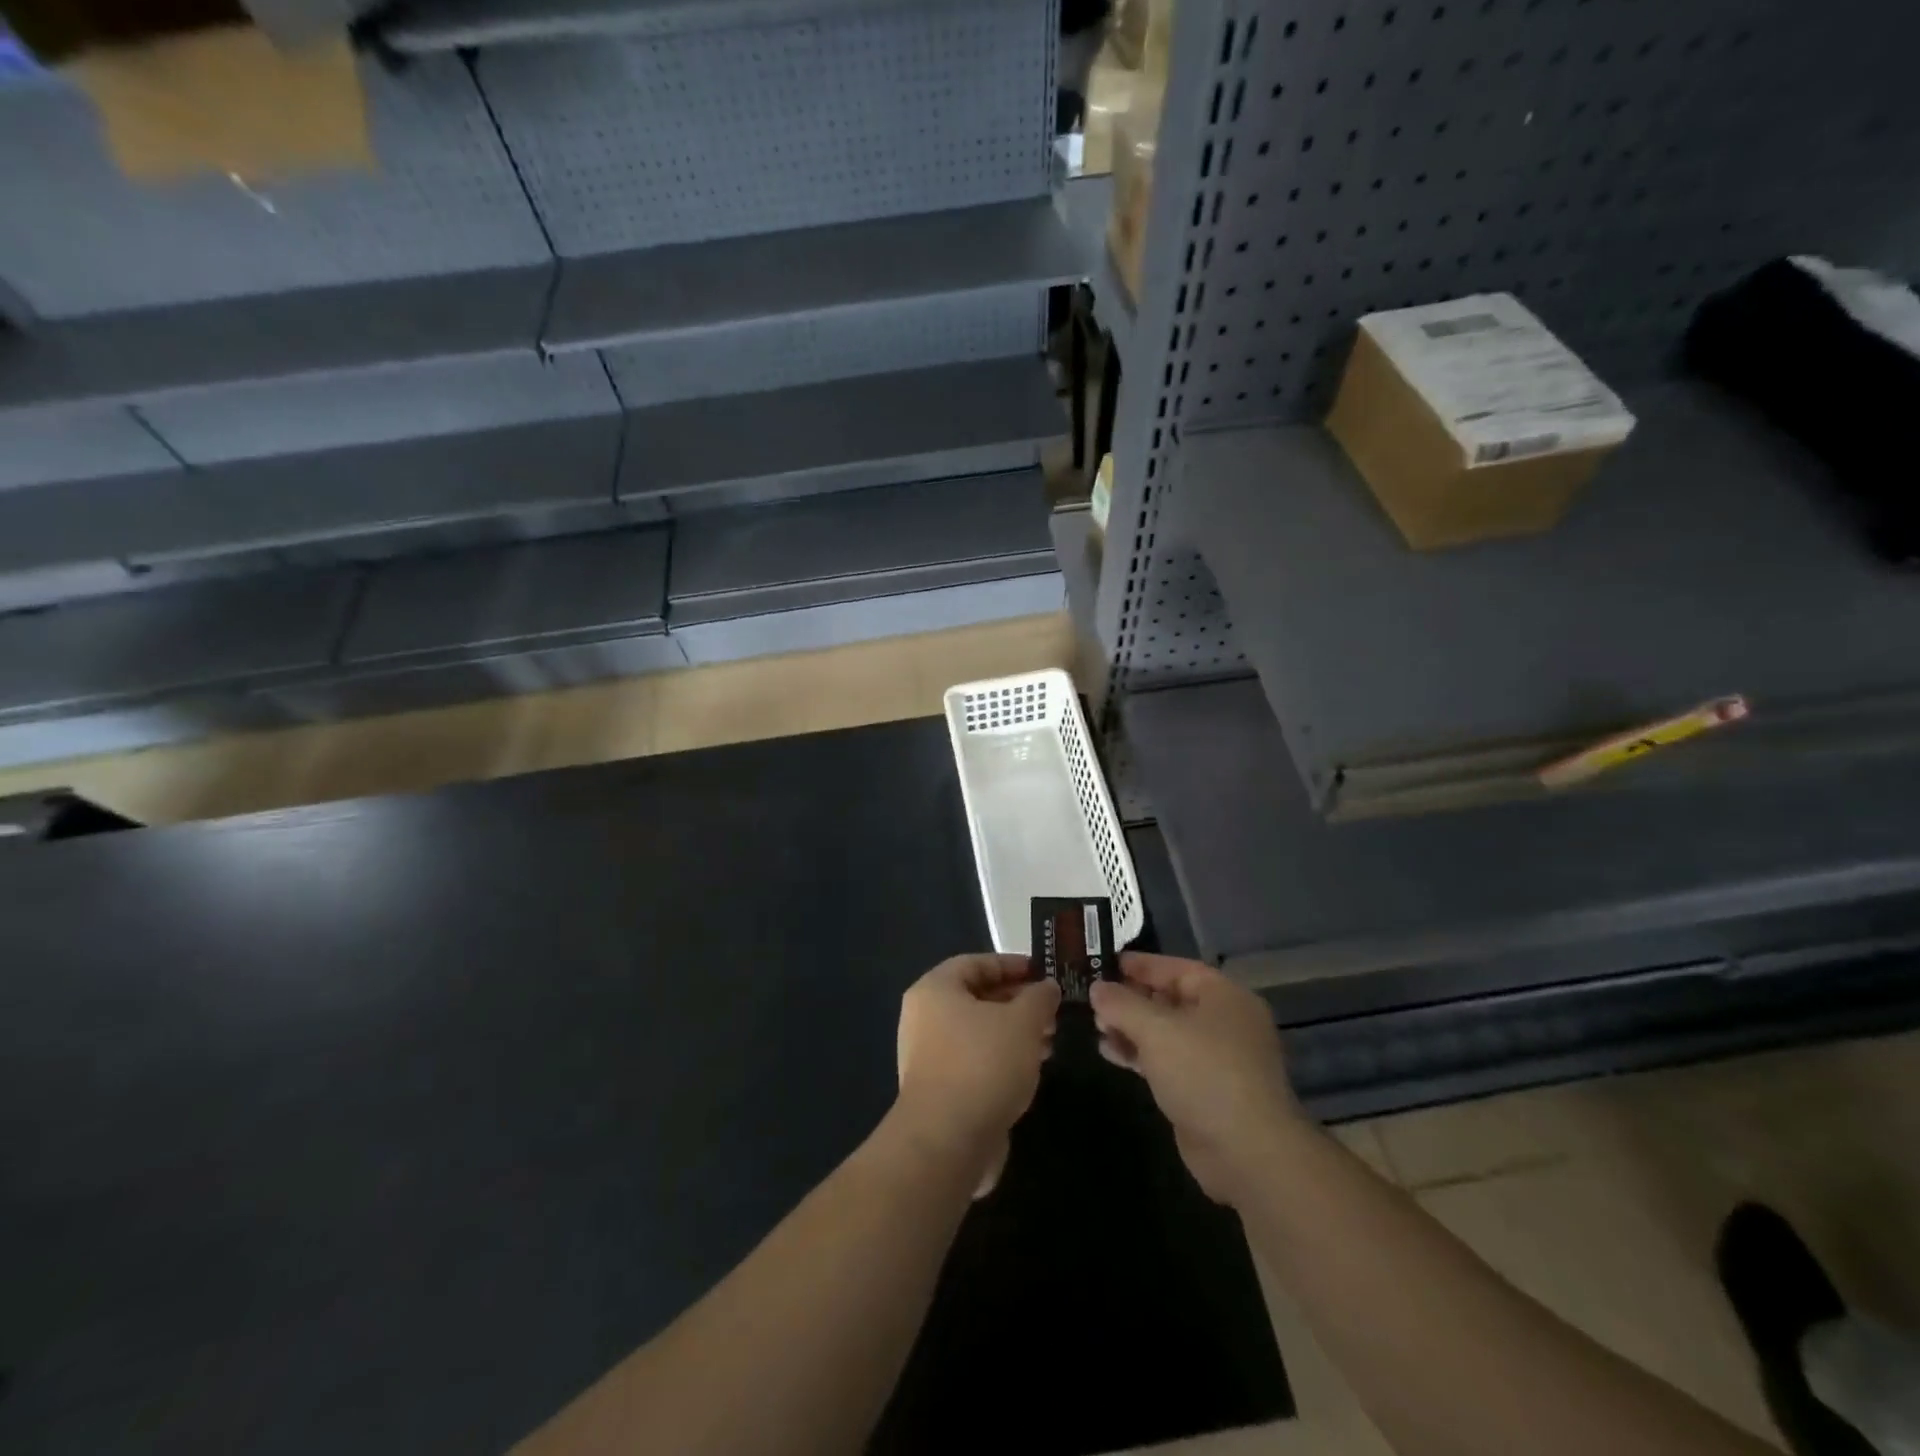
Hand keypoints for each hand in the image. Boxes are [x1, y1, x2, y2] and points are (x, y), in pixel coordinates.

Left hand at [896, 954, 1060, 1196]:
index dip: (1012, 965)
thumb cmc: (983, 1064)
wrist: (947, 1141)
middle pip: (977, 998)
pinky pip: (975, 1061)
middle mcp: (924, 1017)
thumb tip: (1047, 987)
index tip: (1045, 974)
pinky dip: (1002, 1059)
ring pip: (979, 1032)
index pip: (976, 963)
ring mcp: (929, 1056)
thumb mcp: (1022, 1022)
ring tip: (1050, 1041)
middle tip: (1053, 1011)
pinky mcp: (939, 1090)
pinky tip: (1030, 1070)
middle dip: (1018, 1002)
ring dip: (1014, 1033)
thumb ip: (1039, 998)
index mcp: (935, 989)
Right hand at [1089, 952, 1302, 1205]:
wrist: (1247, 1153)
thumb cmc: (1204, 1073)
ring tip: (1097, 1027)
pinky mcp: (1206, 1090)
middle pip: (1170, 999)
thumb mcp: (1156, 1029)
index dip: (1139, 965)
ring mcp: (1217, 1058)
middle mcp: (1224, 1021)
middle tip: (1093, 1000)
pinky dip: (1141, 1055)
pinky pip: (1168, 1061)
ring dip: (1132, 1028)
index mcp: (1223, 996)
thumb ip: (1122, 1004)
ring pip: (1167, 1032)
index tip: (1104, 963)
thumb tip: (1097, 988)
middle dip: (1131, 999)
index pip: (1175, 968)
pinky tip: (1111, 1054)